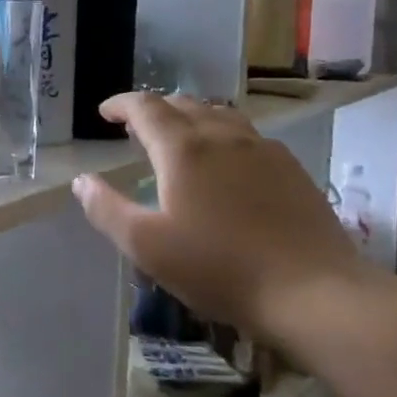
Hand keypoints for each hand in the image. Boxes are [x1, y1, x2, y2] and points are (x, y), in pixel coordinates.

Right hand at [71, 93, 361, 339]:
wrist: (314, 292)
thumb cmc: (219, 268)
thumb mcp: (146, 246)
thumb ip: (106, 209)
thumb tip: (82, 181)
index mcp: (183, 148)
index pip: (145, 107)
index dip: (120, 105)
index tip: (105, 114)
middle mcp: (222, 136)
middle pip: (183, 103)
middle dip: (154, 110)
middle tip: (136, 130)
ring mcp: (262, 149)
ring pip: (219, 115)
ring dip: (190, 118)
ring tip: (179, 140)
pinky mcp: (291, 169)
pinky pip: (247, 136)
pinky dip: (222, 136)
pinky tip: (226, 165)